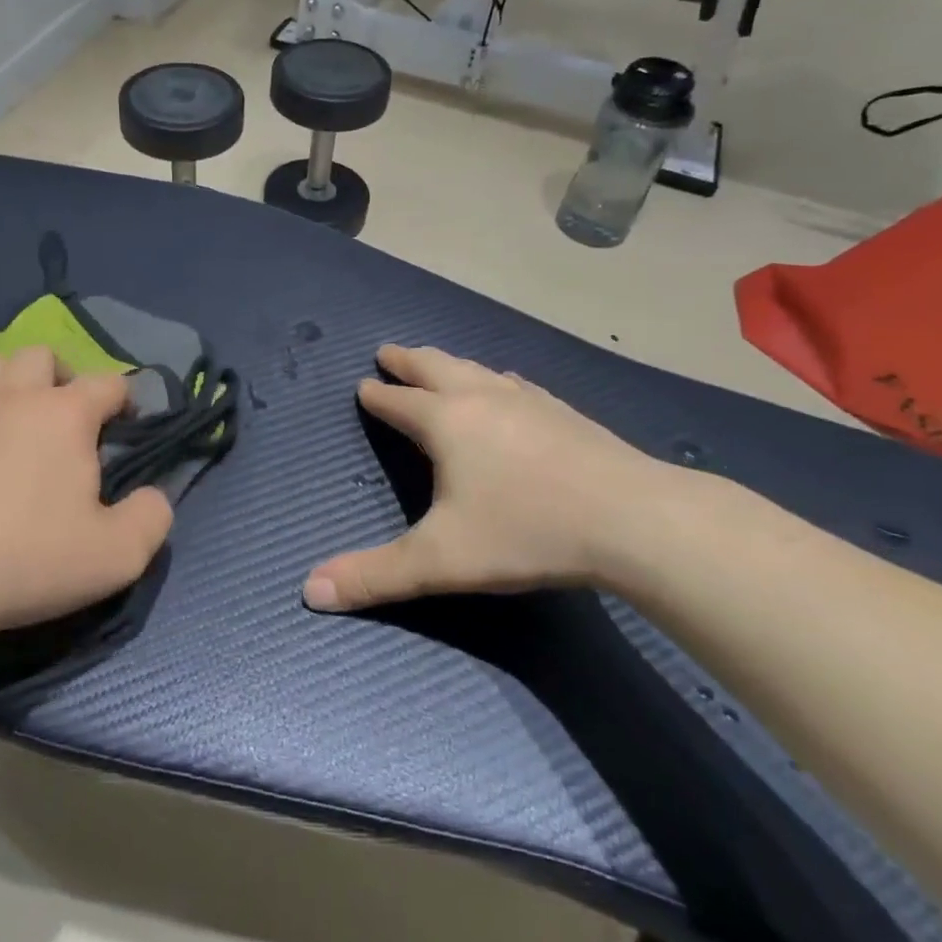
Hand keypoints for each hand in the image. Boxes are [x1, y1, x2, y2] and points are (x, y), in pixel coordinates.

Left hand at [0, 346, 172, 643]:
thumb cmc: (23, 558)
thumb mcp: (115, 555)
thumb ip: (151, 519)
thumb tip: (155, 497)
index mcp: (64, 414)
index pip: (108, 383)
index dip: (125, 398)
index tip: (126, 424)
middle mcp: (11, 396)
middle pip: (40, 355)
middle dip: (60, 376)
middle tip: (64, 419)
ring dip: (7, 382)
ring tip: (11, 422)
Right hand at [302, 345, 692, 612]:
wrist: (632, 518)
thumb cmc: (526, 531)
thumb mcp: (441, 560)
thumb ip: (374, 575)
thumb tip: (309, 591)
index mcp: (445, 422)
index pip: (398, 402)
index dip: (377, 395)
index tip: (363, 385)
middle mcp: (480, 398)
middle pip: (434, 368)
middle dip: (407, 361)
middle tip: (389, 351)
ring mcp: (526, 400)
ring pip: (476, 369)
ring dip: (449, 364)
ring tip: (440, 363)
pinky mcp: (563, 411)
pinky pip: (514, 384)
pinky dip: (494, 379)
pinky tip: (507, 387)